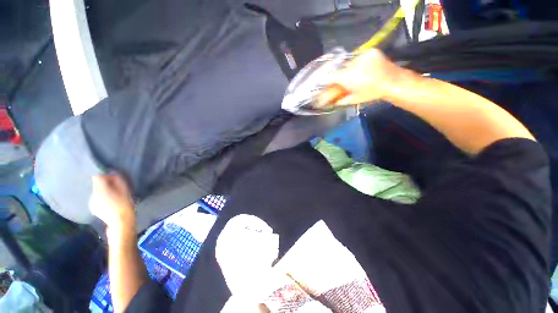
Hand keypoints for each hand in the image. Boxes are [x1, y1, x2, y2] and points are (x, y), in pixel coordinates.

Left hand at [89, 174, 135, 231]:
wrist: (120, 221)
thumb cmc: (125, 204)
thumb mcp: (125, 189)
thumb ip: (118, 180)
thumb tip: (113, 173)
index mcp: (100, 189)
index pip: (97, 176)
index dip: (106, 176)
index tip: (114, 180)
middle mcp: (92, 194)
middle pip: (97, 185)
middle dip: (106, 185)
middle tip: (117, 189)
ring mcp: (91, 202)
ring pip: (97, 193)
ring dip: (104, 192)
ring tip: (114, 198)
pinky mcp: (93, 208)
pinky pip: (97, 200)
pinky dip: (103, 199)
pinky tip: (110, 204)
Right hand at [317, 49, 402, 106]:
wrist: (393, 82)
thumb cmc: (372, 93)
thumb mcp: (354, 99)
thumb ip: (341, 100)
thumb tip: (332, 102)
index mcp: (348, 78)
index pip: (331, 77)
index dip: (324, 80)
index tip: (321, 83)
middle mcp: (352, 64)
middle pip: (338, 69)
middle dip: (335, 76)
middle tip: (335, 80)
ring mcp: (362, 56)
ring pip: (347, 62)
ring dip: (346, 69)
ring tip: (350, 75)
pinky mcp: (370, 51)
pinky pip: (357, 56)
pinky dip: (356, 63)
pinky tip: (359, 69)